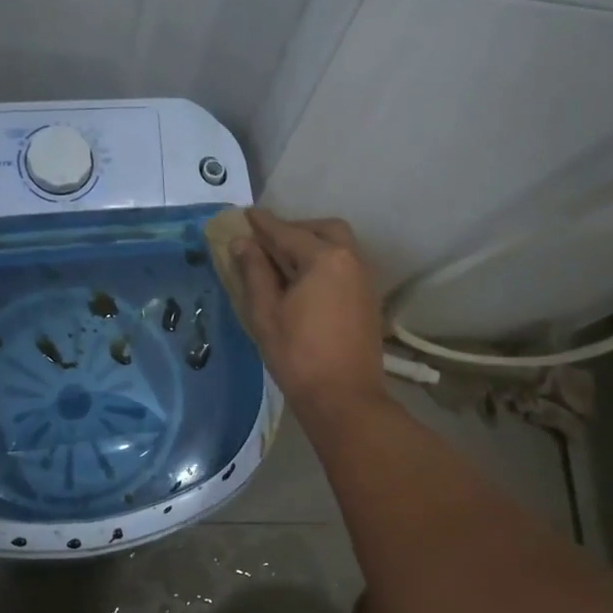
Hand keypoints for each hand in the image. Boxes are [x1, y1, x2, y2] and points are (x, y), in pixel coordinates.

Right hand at [235, 210, 387, 421]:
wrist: (344, 398)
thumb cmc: (298, 355)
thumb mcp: (265, 313)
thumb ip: (255, 272)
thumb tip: (243, 243)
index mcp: (325, 258)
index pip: (288, 232)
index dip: (263, 224)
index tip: (245, 214)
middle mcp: (351, 259)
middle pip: (323, 230)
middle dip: (296, 229)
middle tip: (269, 242)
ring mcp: (365, 279)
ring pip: (339, 246)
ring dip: (313, 245)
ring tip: (284, 262)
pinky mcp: (369, 299)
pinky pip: (345, 266)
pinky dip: (325, 262)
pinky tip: (306, 282)